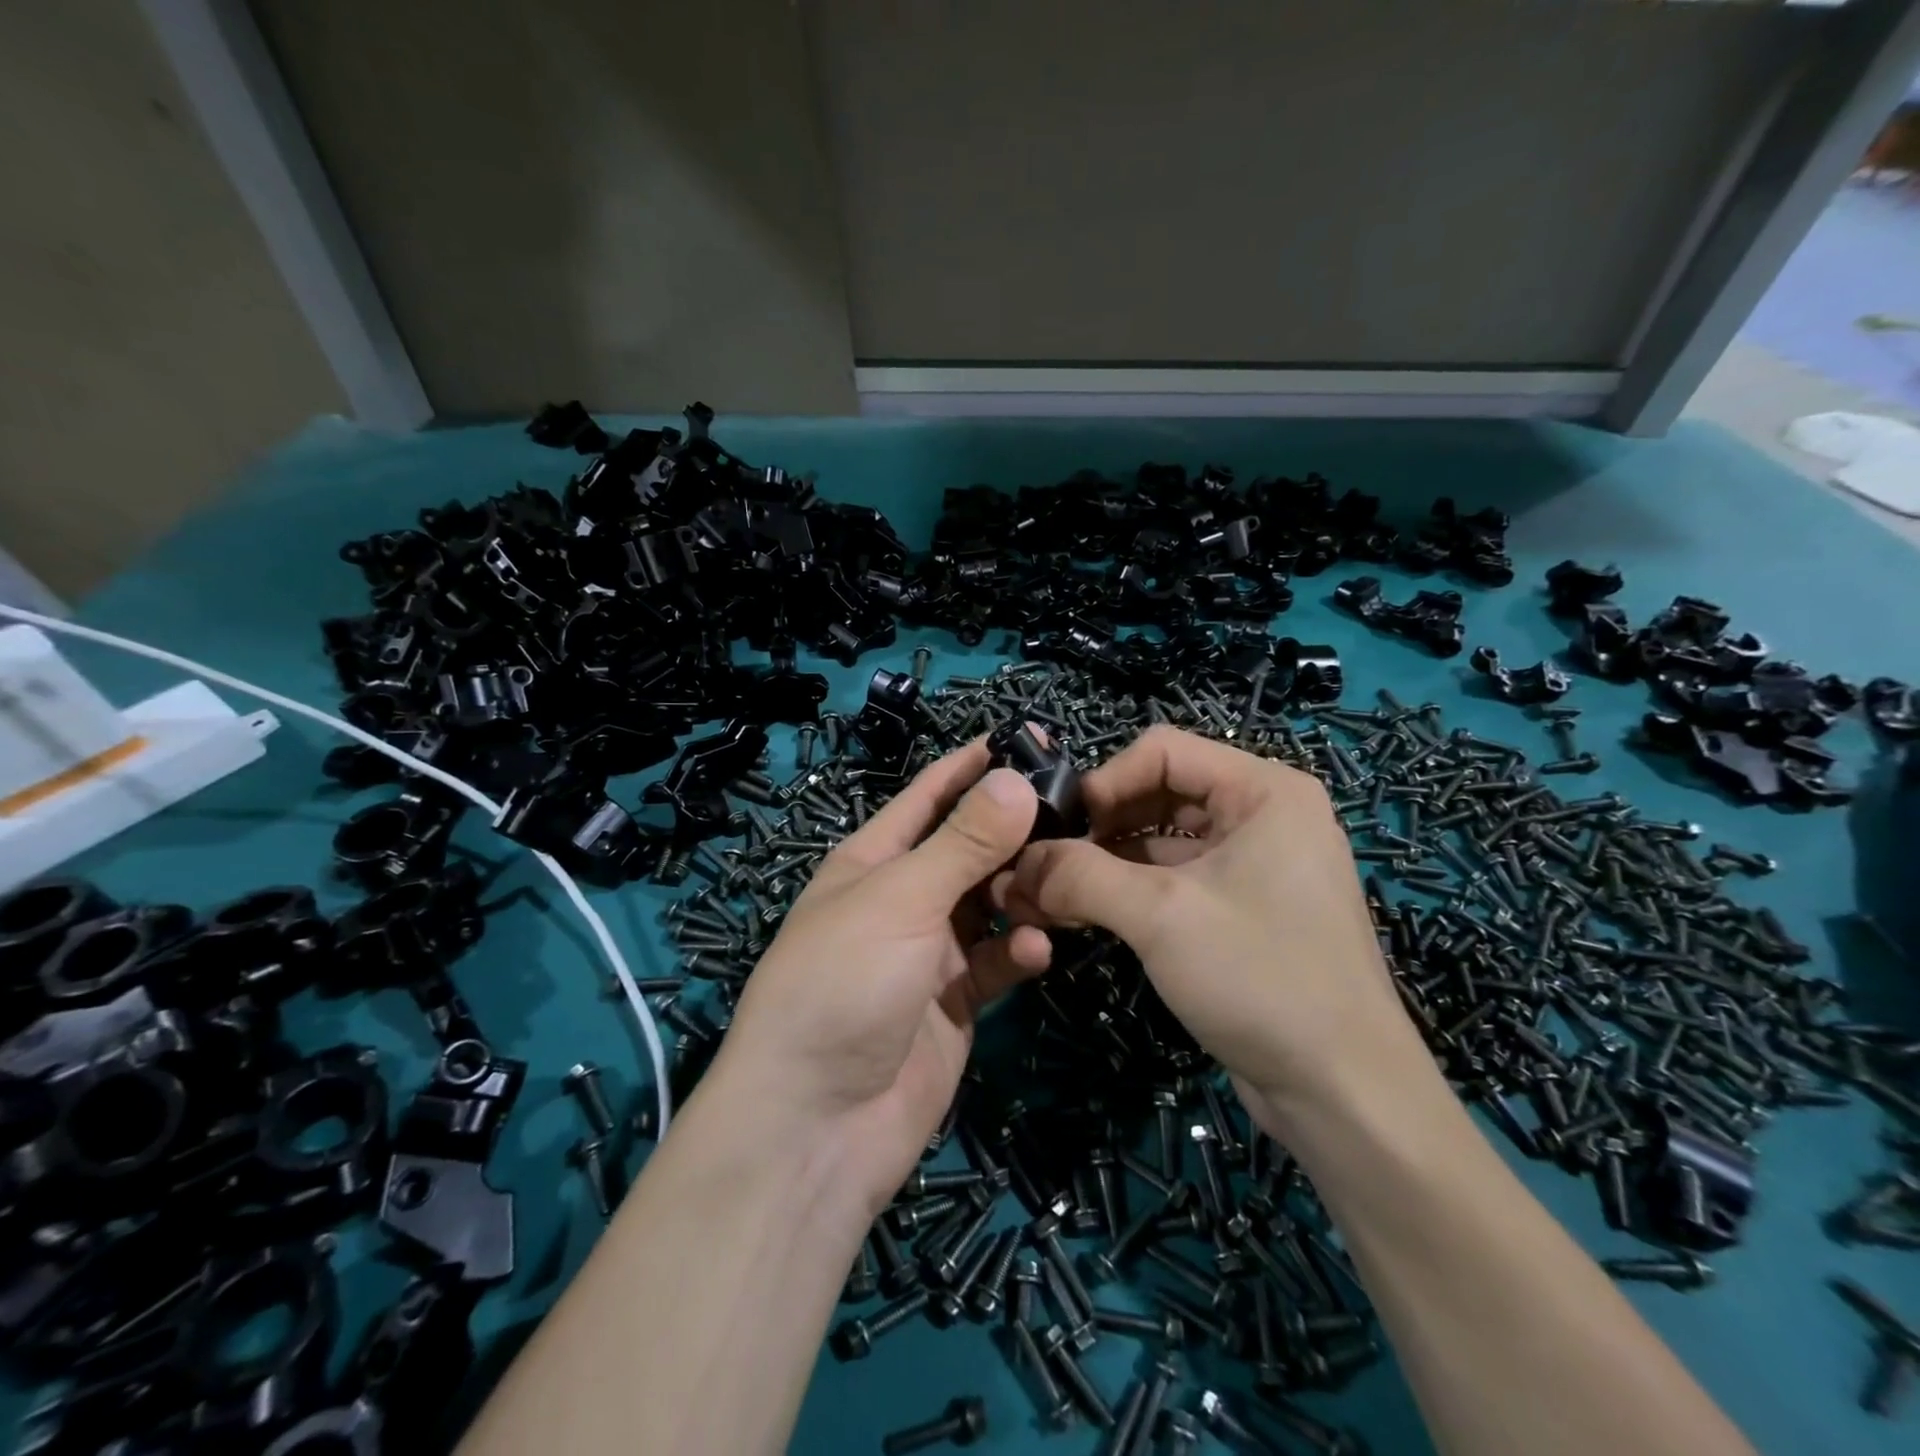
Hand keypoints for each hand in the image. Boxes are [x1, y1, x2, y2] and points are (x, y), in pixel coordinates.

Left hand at [711, 743, 1048, 1209]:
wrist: (817, 1124)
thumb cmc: (844, 984)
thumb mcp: (901, 900)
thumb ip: (962, 843)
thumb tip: (1013, 776)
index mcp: (872, 861)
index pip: (927, 797)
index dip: (970, 767)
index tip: (1026, 739)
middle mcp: (901, 899)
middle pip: (967, 850)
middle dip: (1013, 832)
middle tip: (1077, 815)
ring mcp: (928, 953)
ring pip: (989, 904)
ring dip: (1022, 893)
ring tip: (1059, 886)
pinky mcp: (953, 1003)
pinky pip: (995, 962)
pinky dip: (1017, 952)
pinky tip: (1036, 950)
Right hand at [1003, 726, 1429, 1137]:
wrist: (1345, 1095)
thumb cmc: (1261, 977)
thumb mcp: (1160, 916)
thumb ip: (1079, 876)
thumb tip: (1016, 863)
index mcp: (1263, 790)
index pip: (1162, 751)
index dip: (1104, 781)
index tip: (1058, 828)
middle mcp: (1261, 817)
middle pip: (1157, 794)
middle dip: (1096, 829)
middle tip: (1041, 866)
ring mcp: (1253, 866)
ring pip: (1159, 843)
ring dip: (1102, 865)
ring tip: (1046, 896)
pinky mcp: (1240, 912)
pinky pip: (1173, 882)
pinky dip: (1126, 894)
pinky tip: (1081, 916)